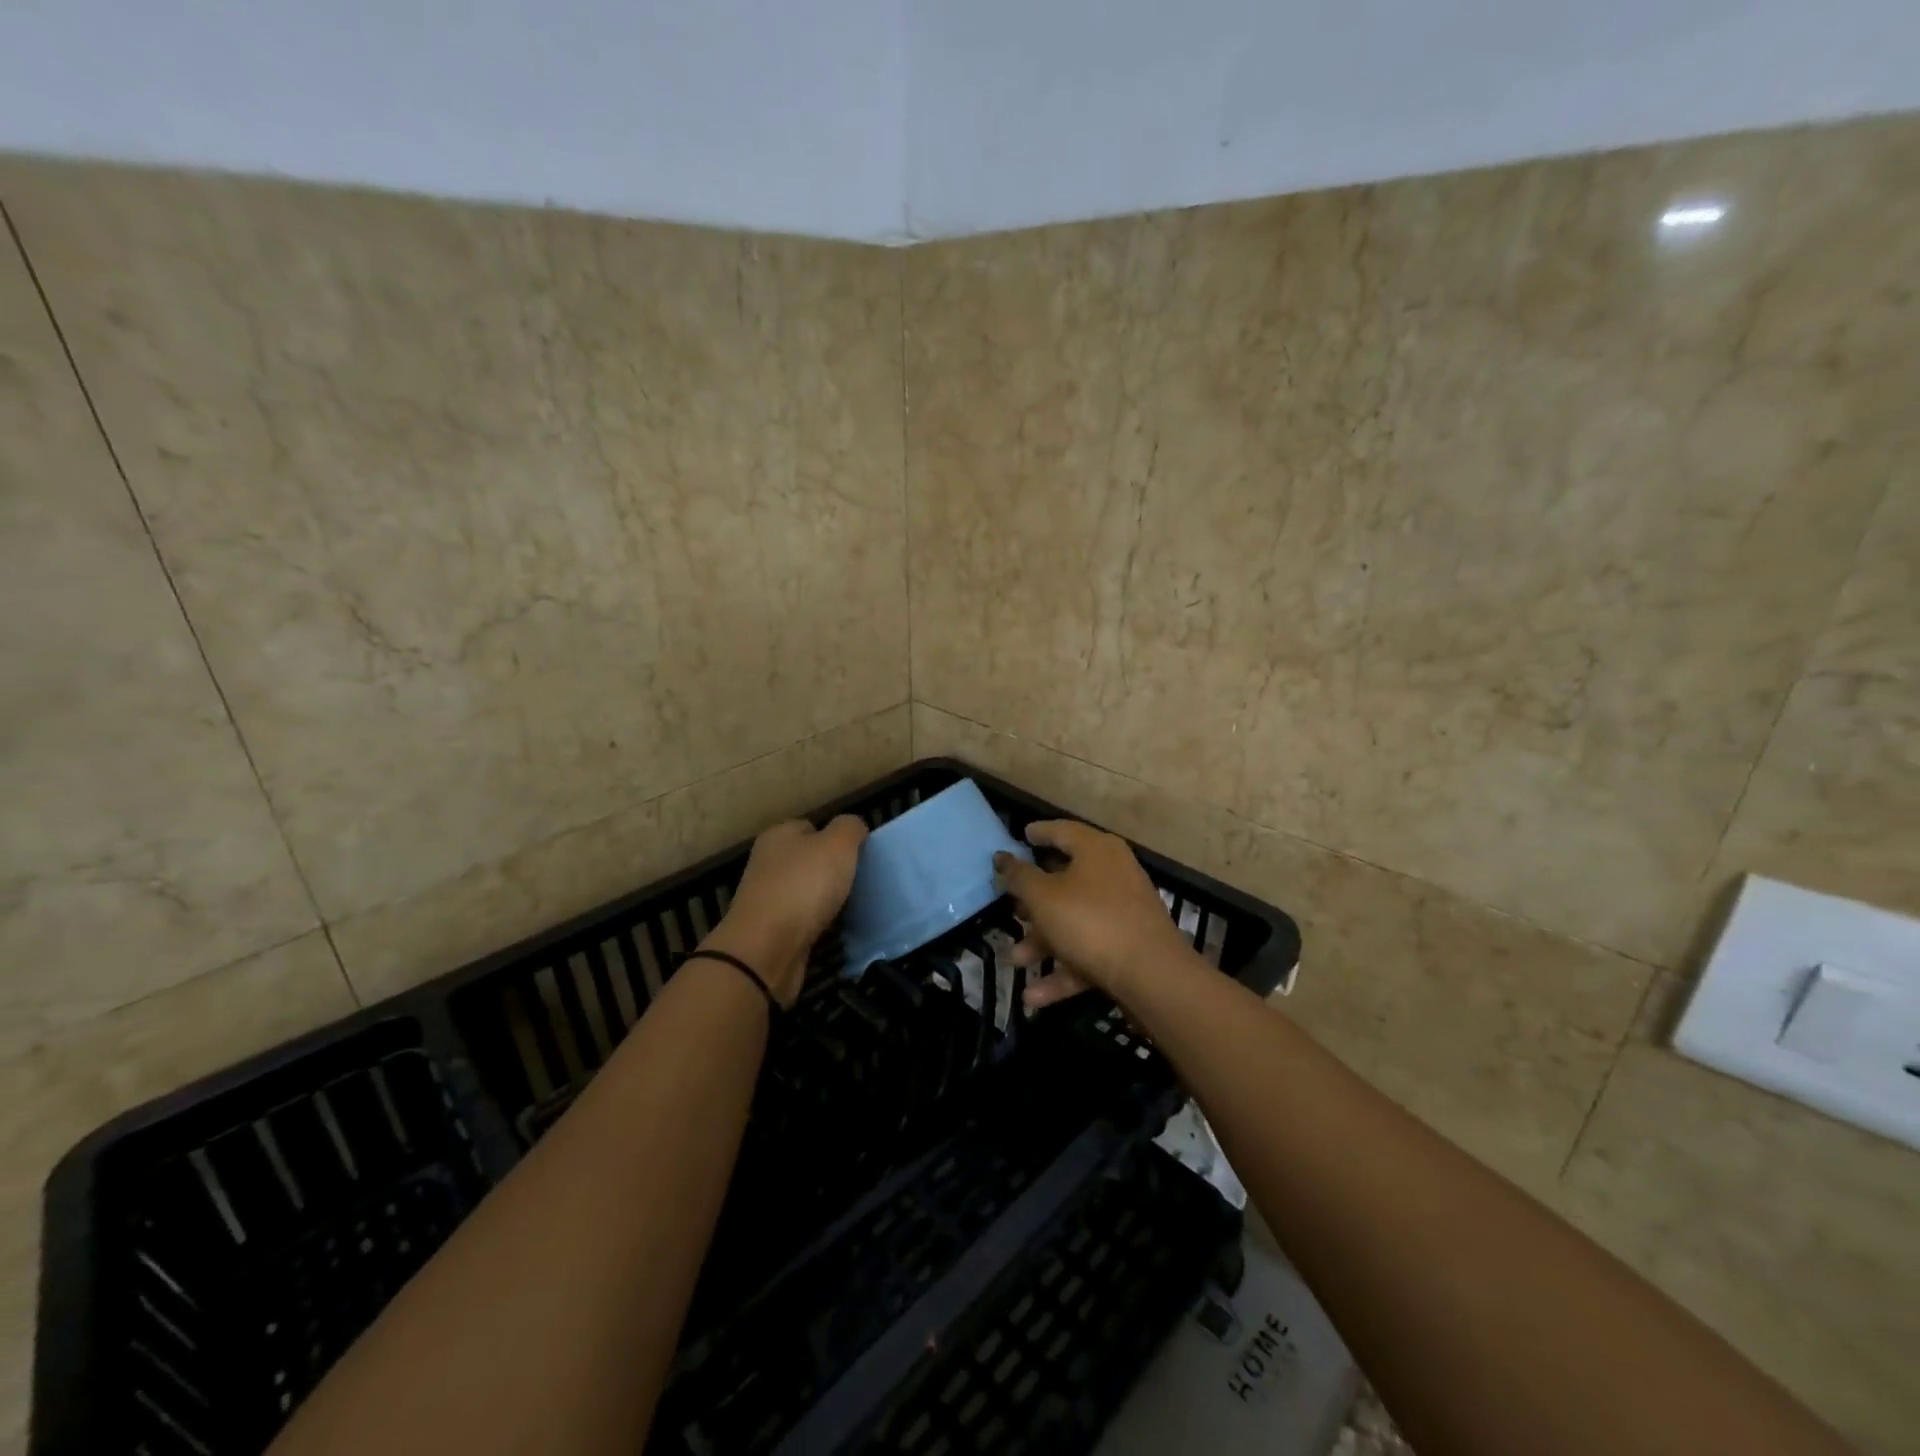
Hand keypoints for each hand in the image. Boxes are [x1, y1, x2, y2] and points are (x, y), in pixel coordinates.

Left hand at [709, 815, 867, 1005]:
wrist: (766, 950)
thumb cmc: (803, 886)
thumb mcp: (837, 844)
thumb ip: (850, 828)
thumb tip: (855, 828)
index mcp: (778, 836)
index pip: (811, 827)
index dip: (837, 837)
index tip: (860, 854)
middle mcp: (768, 863)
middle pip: (809, 860)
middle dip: (834, 870)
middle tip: (861, 881)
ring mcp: (767, 899)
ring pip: (807, 892)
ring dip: (827, 900)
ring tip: (855, 906)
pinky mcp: (771, 931)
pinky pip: (804, 921)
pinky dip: (819, 925)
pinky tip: (837, 930)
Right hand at [993, 821, 1192, 1010]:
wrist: (1152, 975)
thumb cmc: (1090, 921)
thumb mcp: (1043, 897)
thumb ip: (1019, 876)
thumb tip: (1003, 857)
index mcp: (1096, 850)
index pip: (1062, 831)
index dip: (1038, 832)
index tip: (1021, 836)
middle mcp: (1114, 873)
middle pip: (1066, 880)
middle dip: (1034, 900)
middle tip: (1011, 908)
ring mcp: (1124, 911)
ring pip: (1075, 920)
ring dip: (1043, 942)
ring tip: (1016, 961)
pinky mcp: (1129, 945)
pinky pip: (1089, 951)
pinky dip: (1064, 969)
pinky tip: (1034, 996)